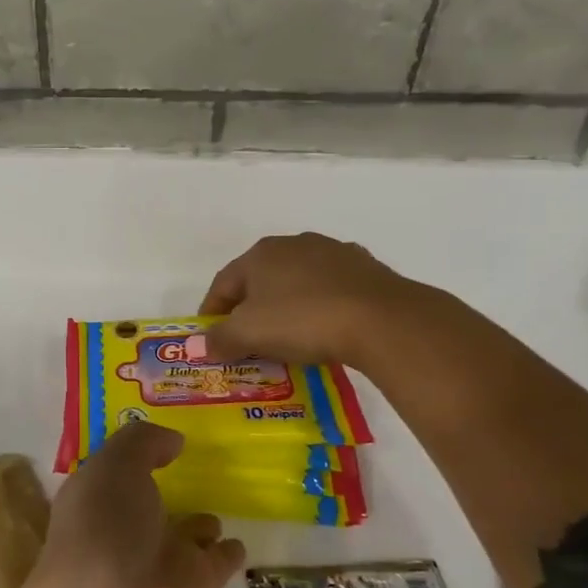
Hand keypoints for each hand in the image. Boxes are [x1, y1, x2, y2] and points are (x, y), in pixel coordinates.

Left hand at [24, 423, 245, 587]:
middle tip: (197, 469)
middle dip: (164, 492)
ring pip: (184, 536)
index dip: (130, 458)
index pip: (113, 475)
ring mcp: (160, 563)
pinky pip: (217, 563)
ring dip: (198, 524)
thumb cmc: (104, 528)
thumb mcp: (115, 465)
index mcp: (96, 502)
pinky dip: (227, 552)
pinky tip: (238, 541)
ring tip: (217, 506)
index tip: (156, 439)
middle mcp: (125, 532)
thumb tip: (173, 440)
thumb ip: (143, 443)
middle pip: (148, 506)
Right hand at [200, 232, 411, 367]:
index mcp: (260, 254)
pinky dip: (322, 306)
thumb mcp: (248, 334)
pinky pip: (331, 289)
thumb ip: (220, 338)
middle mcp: (294, 244)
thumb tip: (206, 344)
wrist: (381, 319)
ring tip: (288, 337)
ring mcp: (333, 252)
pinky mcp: (366, 268)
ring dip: (287, 305)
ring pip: (297, 282)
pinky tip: (327, 327)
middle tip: (247, 339)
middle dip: (250, 308)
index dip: (212, 312)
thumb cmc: (302, 320)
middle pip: (260, 280)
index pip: (223, 283)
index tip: (210, 339)